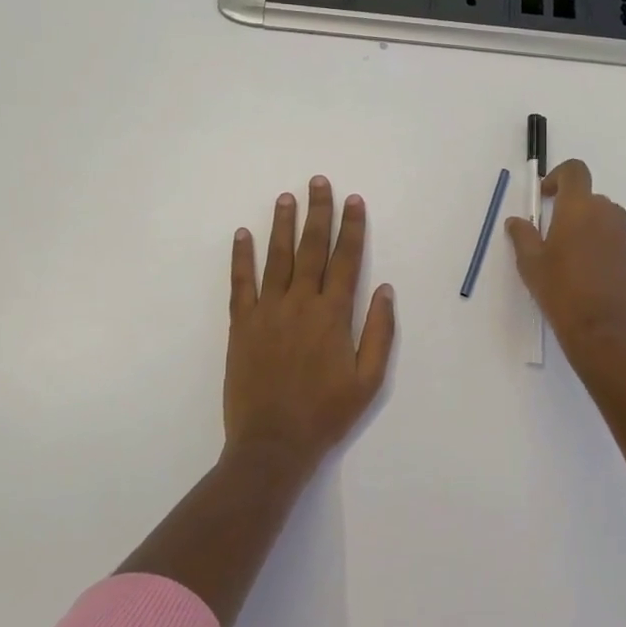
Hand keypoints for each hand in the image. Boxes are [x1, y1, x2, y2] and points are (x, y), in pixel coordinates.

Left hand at [225, 177, 396, 470]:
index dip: (352, 228)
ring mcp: (267, 312)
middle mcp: (300, 304)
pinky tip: (242, 234)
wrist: (272, 445)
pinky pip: (240, 284)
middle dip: (318, 213)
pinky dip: (241, 257)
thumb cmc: (326, 414)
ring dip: (282, 225)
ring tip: (286, 197)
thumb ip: (379, 332)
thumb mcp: (368, 380)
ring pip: (276, 258)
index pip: (346, 260)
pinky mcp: (241, 325)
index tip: (354, 201)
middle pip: (311, 248)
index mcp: (333, 315)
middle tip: (318, 181)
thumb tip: (385, 289)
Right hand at [505, 159, 625, 361]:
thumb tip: (517, 221)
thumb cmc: (563, 293)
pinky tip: (590, 278)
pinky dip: (603, 248)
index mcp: (580, 208)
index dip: (558, 176)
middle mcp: (608, 214)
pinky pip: (616, 241)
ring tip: (570, 262)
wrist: (610, 333)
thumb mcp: (531, 265)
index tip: (545, 197)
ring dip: (587, 230)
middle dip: (570, 210)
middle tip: (552, 238)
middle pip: (589, 198)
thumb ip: (523, 236)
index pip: (575, 171)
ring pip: (604, 220)